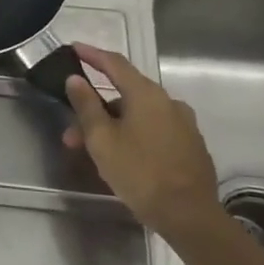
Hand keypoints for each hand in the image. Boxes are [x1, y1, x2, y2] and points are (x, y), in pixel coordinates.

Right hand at [61, 44, 221, 235]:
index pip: (115, 63)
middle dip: (95, 109)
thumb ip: (86, 105)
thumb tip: (75, 79)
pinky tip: (122, 158)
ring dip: (112, 127)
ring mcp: (184, 124)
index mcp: (146, 94)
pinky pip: (154, 130)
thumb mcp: (102, 139)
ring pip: (138, 116)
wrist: (190, 216)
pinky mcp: (191, 145)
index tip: (74, 48)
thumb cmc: (139, 173)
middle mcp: (169, 102)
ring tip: (92, 153)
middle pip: (125, 94)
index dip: (92, 55)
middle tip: (72, 132)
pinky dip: (133, 135)